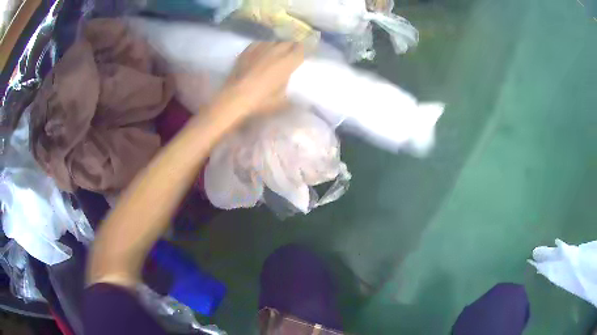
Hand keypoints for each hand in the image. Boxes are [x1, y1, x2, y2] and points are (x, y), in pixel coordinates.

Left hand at [218, 42, 304, 115]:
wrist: (234, 98)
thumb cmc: (261, 101)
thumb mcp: (281, 102)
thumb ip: (292, 95)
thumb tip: (301, 100)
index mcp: (288, 62)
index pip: (302, 49)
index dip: (306, 49)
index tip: (307, 52)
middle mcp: (276, 51)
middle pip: (289, 42)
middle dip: (293, 45)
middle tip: (293, 51)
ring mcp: (260, 49)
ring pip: (274, 41)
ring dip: (278, 44)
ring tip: (279, 49)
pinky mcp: (247, 51)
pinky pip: (259, 43)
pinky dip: (264, 45)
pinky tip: (263, 49)